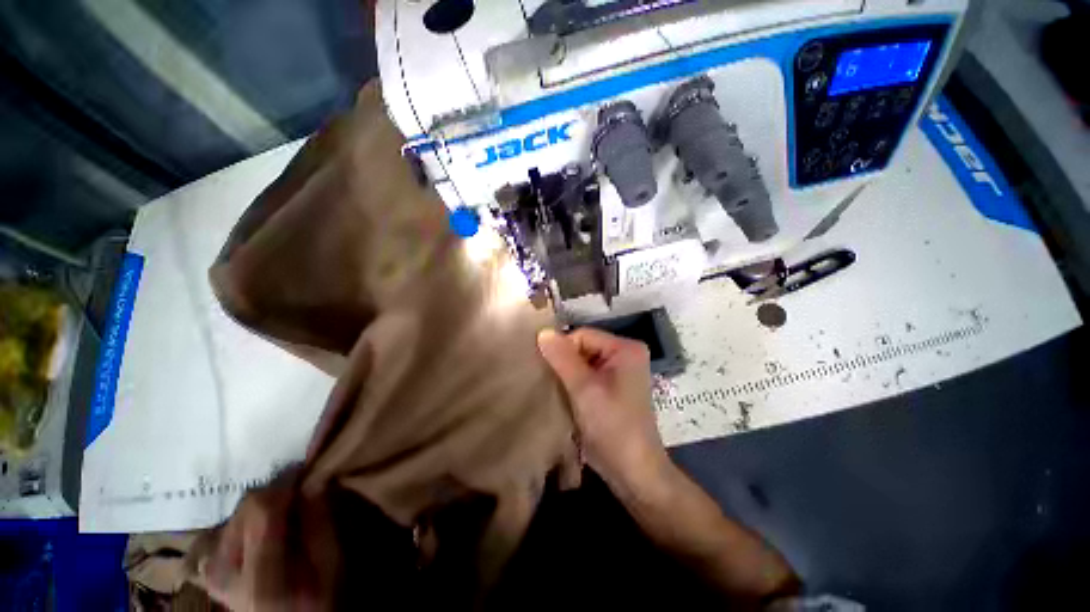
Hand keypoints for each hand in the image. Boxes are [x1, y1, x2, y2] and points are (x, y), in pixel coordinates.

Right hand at [537, 328, 668, 487]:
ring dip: (565, 374)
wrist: (633, 471)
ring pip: (581, 362)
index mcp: (625, 348)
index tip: (547, 370)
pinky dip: (572, 383)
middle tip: (548, 380)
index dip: (562, 350)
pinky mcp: (611, 388)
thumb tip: (543, 332)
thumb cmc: (612, 425)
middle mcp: (624, 355)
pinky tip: (561, 395)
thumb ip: (563, 358)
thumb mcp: (584, 389)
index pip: (583, 335)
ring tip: (552, 388)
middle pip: (582, 348)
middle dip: (563, 362)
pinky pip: (586, 376)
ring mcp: (618, 372)